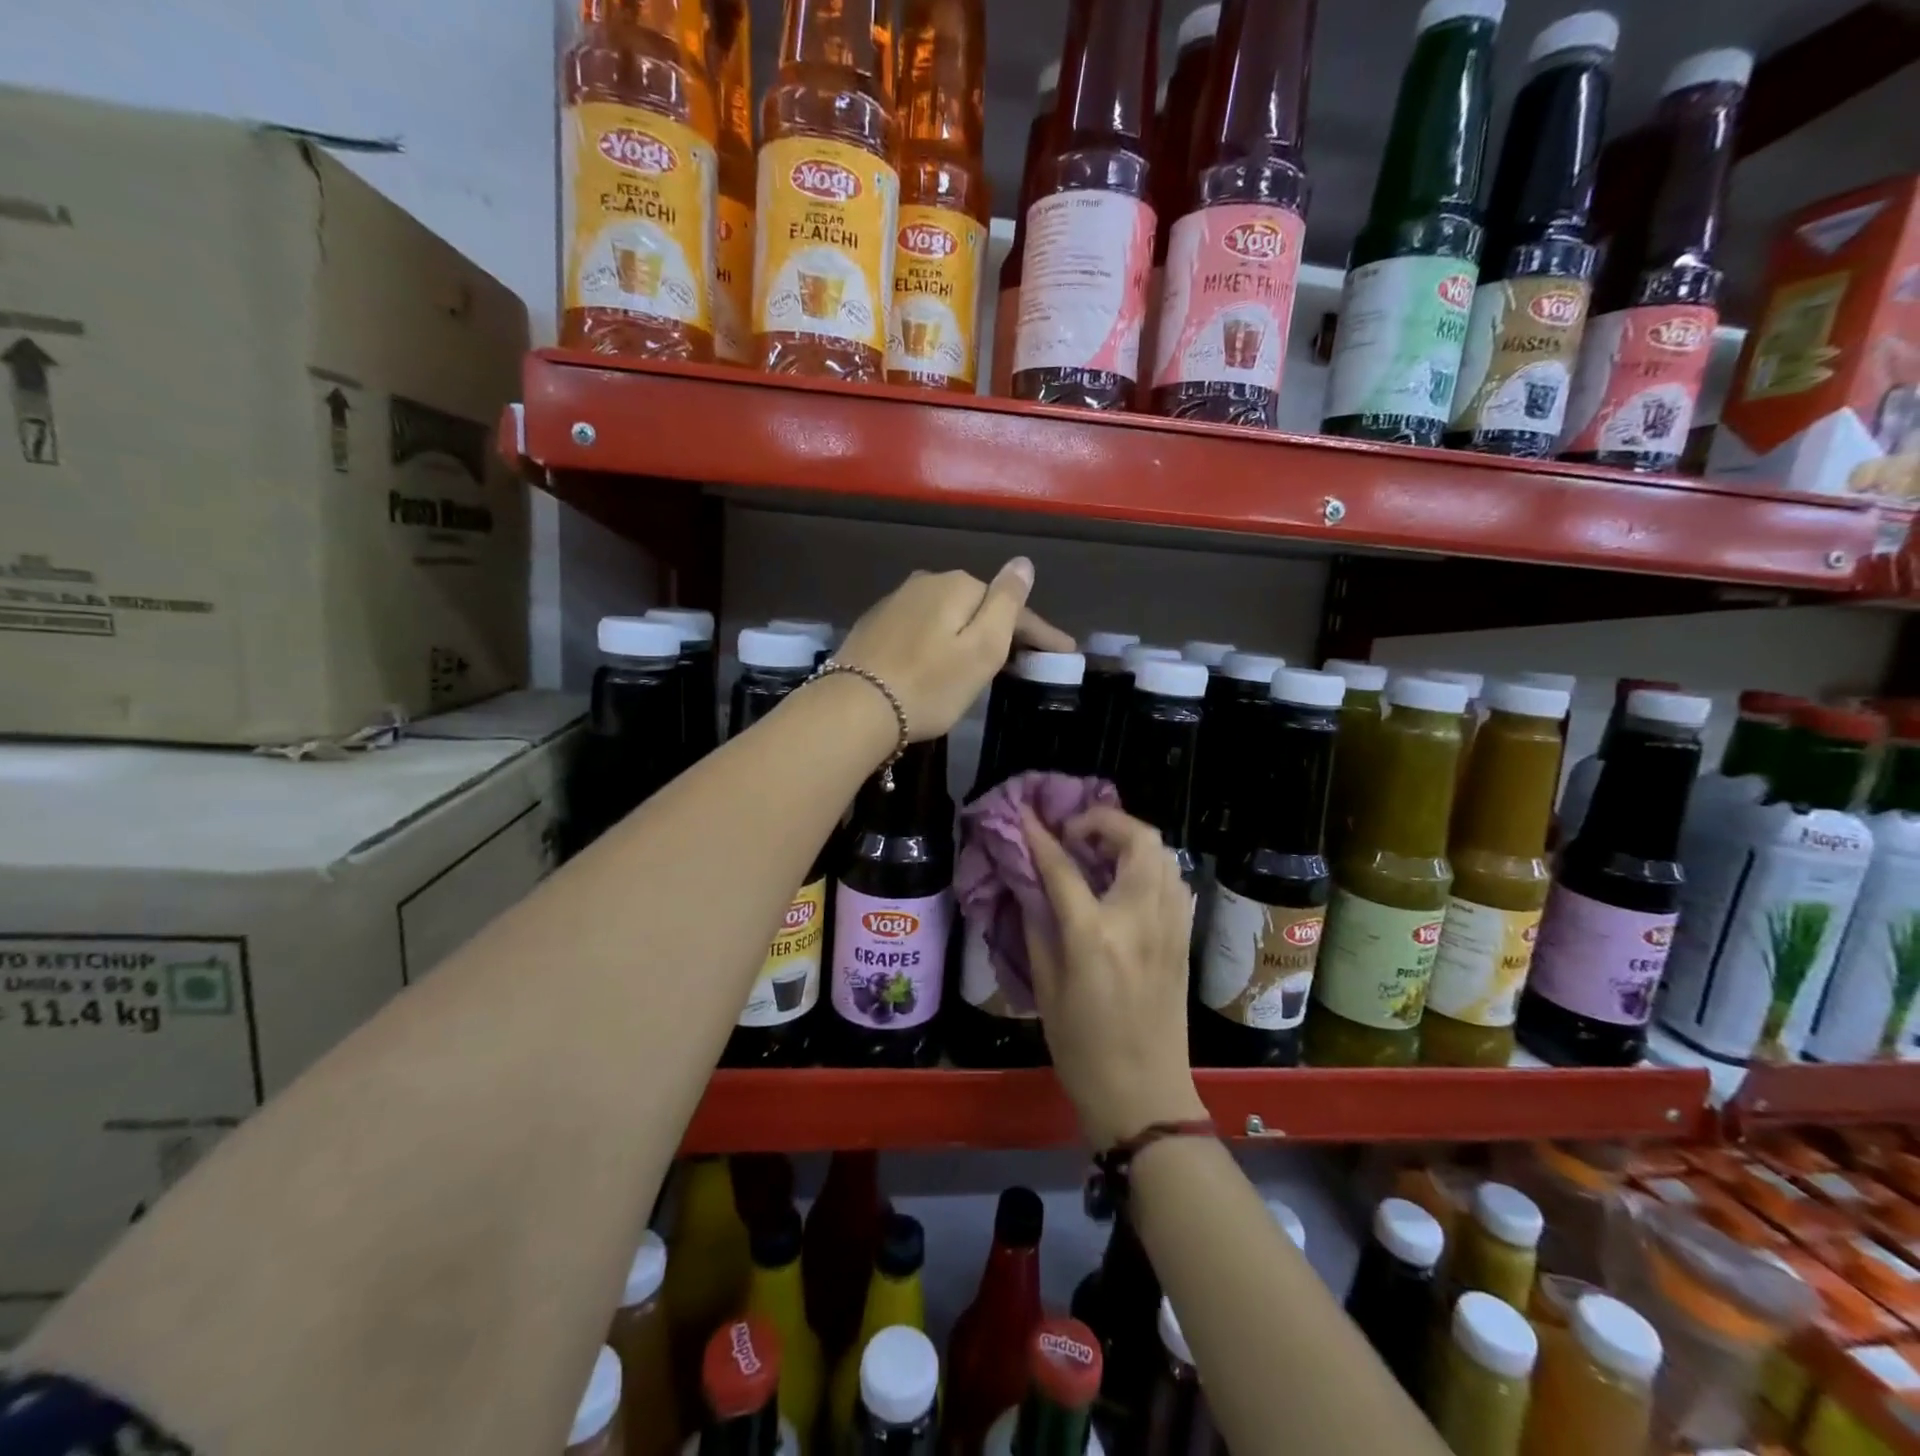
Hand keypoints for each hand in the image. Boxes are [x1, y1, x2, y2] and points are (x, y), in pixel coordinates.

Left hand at [833, 561, 1072, 740]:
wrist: (856, 707)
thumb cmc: (931, 684)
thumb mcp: (982, 648)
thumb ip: (1007, 602)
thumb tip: (1022, 562)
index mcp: (958, 585)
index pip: (1011, 606)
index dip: (1040, 632)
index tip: (1065, 654)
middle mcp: (926, 582)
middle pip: (978, 607)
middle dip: (1004, 630)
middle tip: (1027, 662)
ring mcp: (896, 601)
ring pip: (948, 616)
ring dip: (969, 634)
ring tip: (985, 664)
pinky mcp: (875, 625)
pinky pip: (922, 627)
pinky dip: (939, 641)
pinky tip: (939, 661)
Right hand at [1022, 806, 1207, 1149]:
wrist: (1144, 1095)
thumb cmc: (1082, 1049)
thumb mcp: (1046, 987)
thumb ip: (1038, 926)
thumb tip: (1032, 883)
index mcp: (1095, 935)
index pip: (1064, 867)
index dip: (1041, 836)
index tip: (1025, 814)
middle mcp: (1139, 919)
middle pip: (1136, 840)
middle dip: (1103, 821)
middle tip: (1074, 833)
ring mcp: (1169, 926)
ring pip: (1163, 854)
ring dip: (1130, 839)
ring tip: (1099, 851)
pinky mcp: (1183, 937)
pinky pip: (1174, 881)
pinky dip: (1151, 865)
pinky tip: (1127, 881)